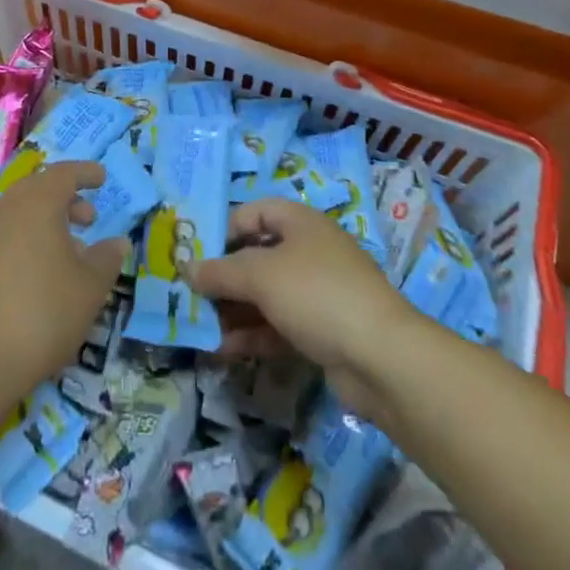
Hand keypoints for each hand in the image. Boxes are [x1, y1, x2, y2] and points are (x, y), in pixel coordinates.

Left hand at [0, 161, 126, 399]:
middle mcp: (6, 212)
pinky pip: (5, 238)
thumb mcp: (89, 289)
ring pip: (19, 215)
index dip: (84, 173)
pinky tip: (40, 277)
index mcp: (36, 205)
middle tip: (88, 218)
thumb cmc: (42, 314)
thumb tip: (117, 242)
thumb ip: (106, 260)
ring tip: (69, 253)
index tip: (101, 178)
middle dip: (65, 199)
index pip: (63, 174)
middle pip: (37, 190)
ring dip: (45, 223)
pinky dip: (27, 242)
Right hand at [186, 197, 415, 421]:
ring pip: (266, 295)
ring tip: (202, 328)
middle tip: (193, 296)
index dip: (226, 228)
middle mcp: (310, 252)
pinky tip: (225, 350)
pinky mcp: (323, 331)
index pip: (255, 211)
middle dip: (225, 277)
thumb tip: (186, 268)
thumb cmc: (316, 294)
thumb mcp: (260, 275)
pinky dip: (253, 335)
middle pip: (258, 256)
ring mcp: (319, 293)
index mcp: (301, 223)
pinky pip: (279, 326)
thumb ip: (220, 272)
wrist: (382, 358)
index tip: (199, 253)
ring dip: (234, 310)